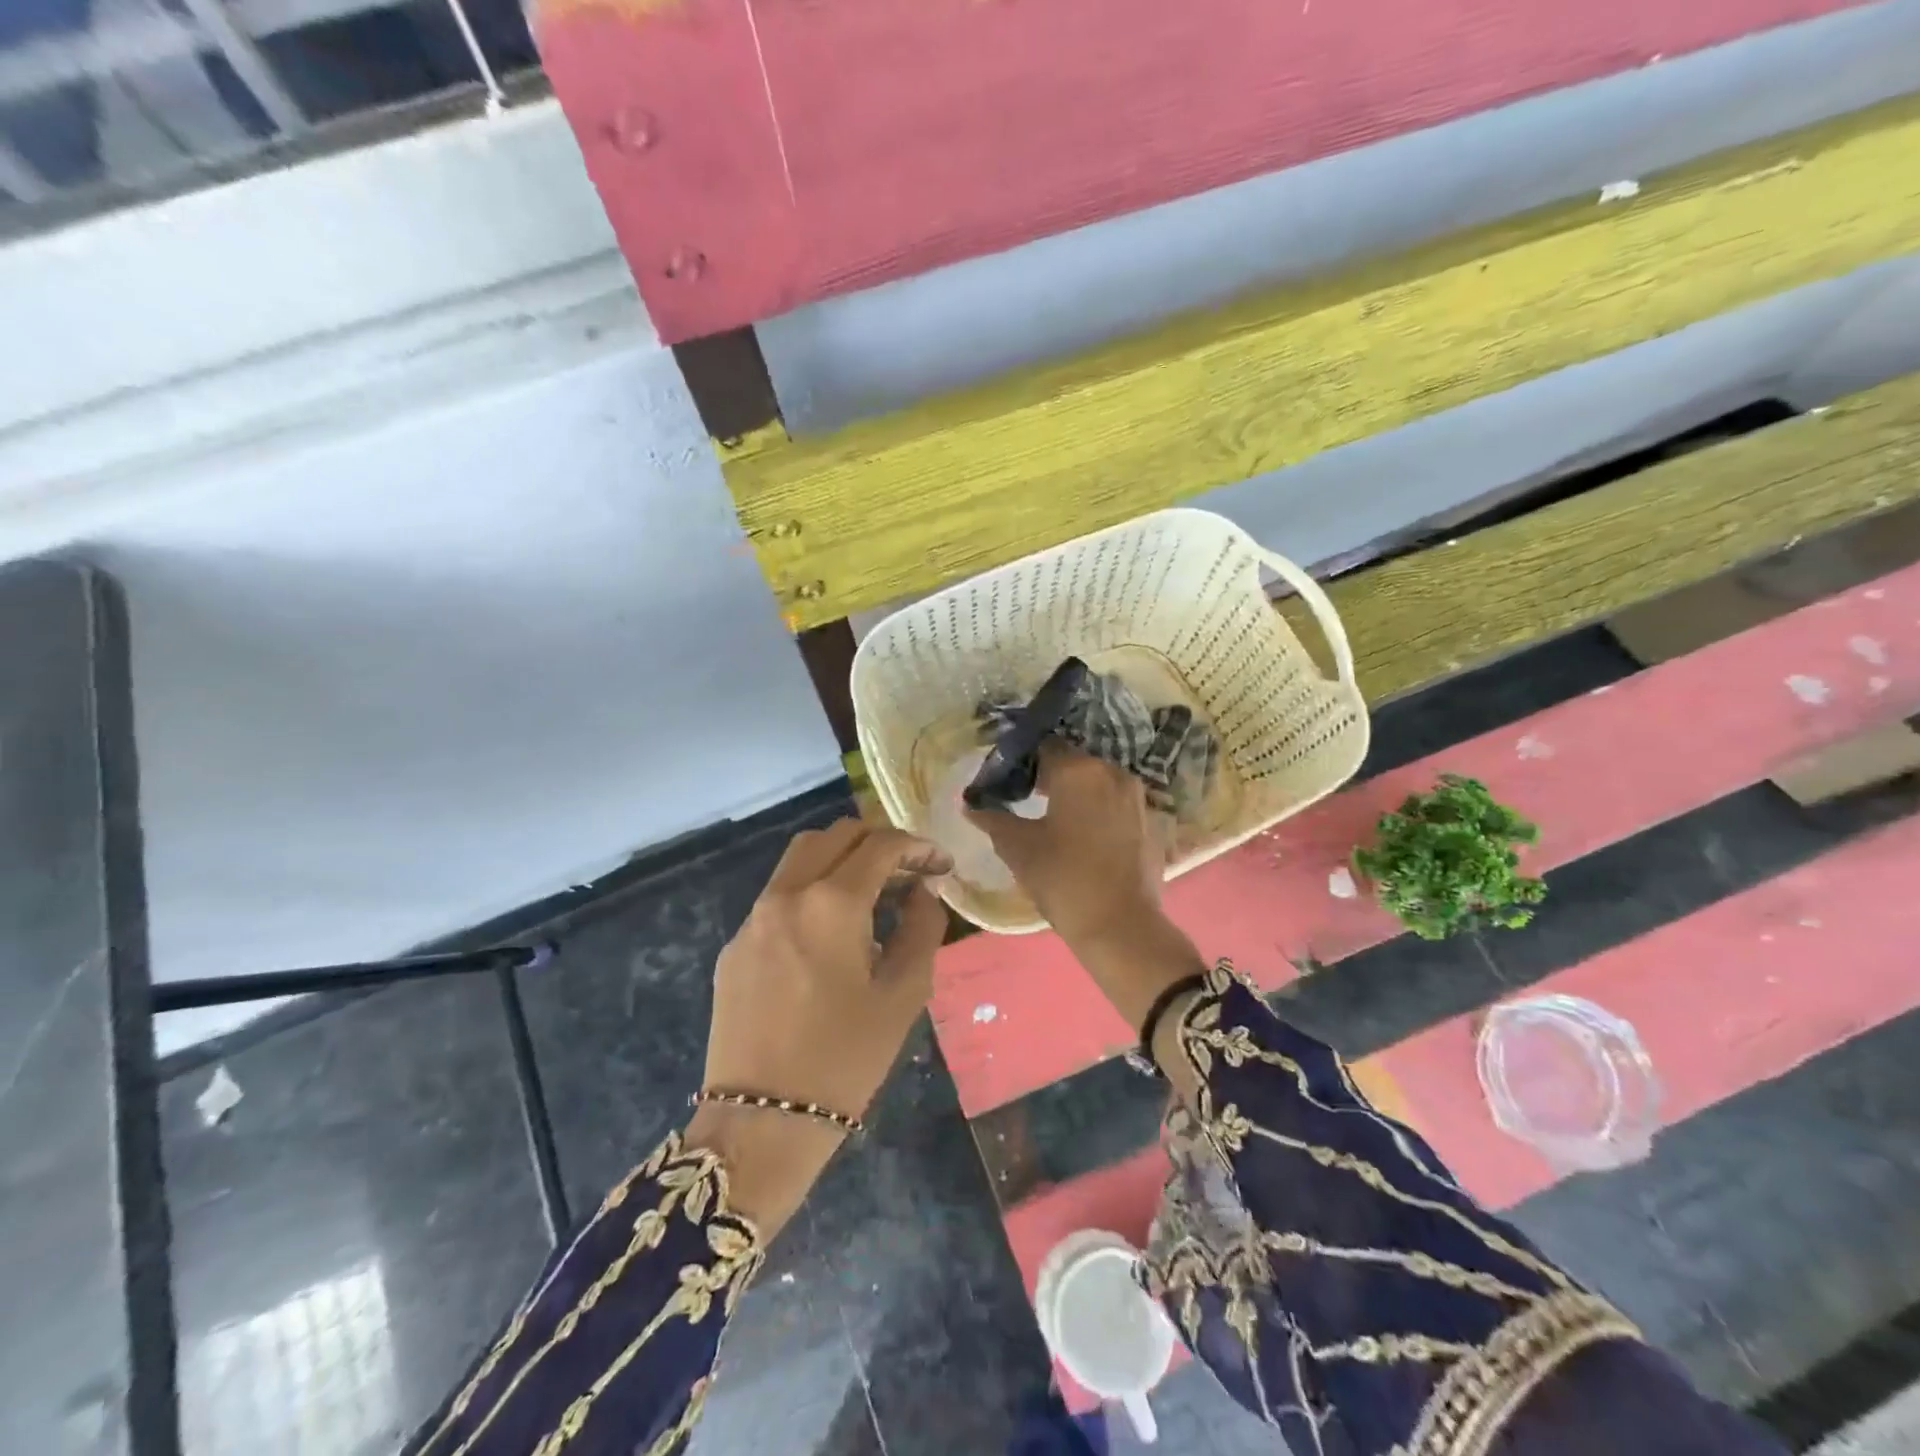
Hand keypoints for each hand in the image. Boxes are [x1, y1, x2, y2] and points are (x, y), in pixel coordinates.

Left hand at [689, 819, 950, 1232]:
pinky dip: (812, 890)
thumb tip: (923, 891)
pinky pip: (779, 896)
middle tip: (909, 870)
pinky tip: (831, 933)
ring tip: (873, 892)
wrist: (761, 1123)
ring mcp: (753, 918)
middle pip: (835, 835)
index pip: (881, 845)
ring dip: (841, 858)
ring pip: (801, 857)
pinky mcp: (735, 945)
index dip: (918, 846)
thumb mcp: (903, 994)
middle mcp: (787, 895)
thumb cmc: (845, 1060)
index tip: (941, 865)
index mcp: (832, 903)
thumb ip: (922, 928)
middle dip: (878, 841)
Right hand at [966, 747, 1204, 1028]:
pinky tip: (1082, 836)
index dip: (1022, 761)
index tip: (1007, 782)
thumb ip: (993, 819)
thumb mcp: (1018, 848)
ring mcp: (1136, 795)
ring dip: (1076, 793)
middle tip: (1025, 800)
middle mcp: (1112, 771)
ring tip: (1053, 819)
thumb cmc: (1063, 879)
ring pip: (1097, 782)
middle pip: (1073, 762)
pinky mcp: (1150, 820)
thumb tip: (970, 805)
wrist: (1121, 927)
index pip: (1043, 746)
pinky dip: (1098, 810)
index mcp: (1078, 770)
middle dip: (1049, 776)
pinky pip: (1115, 803)